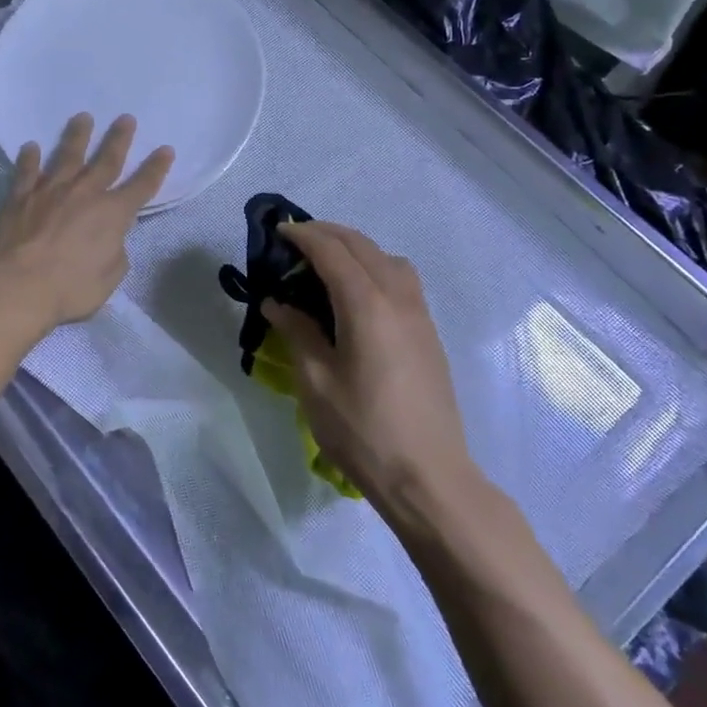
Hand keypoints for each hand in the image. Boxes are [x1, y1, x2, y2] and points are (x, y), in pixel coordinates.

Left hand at [0, 113, 173, 334]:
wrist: (18, 286)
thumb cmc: (70, 288)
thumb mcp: (109, 278)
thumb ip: (115, 253)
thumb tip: (110, 241)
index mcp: (112, 214)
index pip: (142, 186)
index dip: (156, 168)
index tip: (165, 150)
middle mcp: (84, 194)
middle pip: (106, 161)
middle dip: (119, 139)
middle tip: (126, 118)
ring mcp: (50, 192)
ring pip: (67, 156)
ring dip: (77, 136)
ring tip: (83, 117)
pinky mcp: (20, 198)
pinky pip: (26, 173)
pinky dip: (29, 159)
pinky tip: (30, 147)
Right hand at [263, 221, 474, 510]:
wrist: (429, 475)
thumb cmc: (363, 430)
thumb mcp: (316, 382)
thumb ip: (297, 332)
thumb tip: (277, 302)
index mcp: (366, 304)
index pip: (331, 251)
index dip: (303, 236)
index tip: (277, 231)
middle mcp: (398, 297)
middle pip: (362, 245)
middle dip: (327, 234)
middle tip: (295, 241)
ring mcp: (419, 314)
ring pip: (388, 258)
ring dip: (355, 248)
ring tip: (326, 264)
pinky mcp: (429, 333)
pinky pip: (401, 279)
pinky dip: (375, 267)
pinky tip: (357, 294)